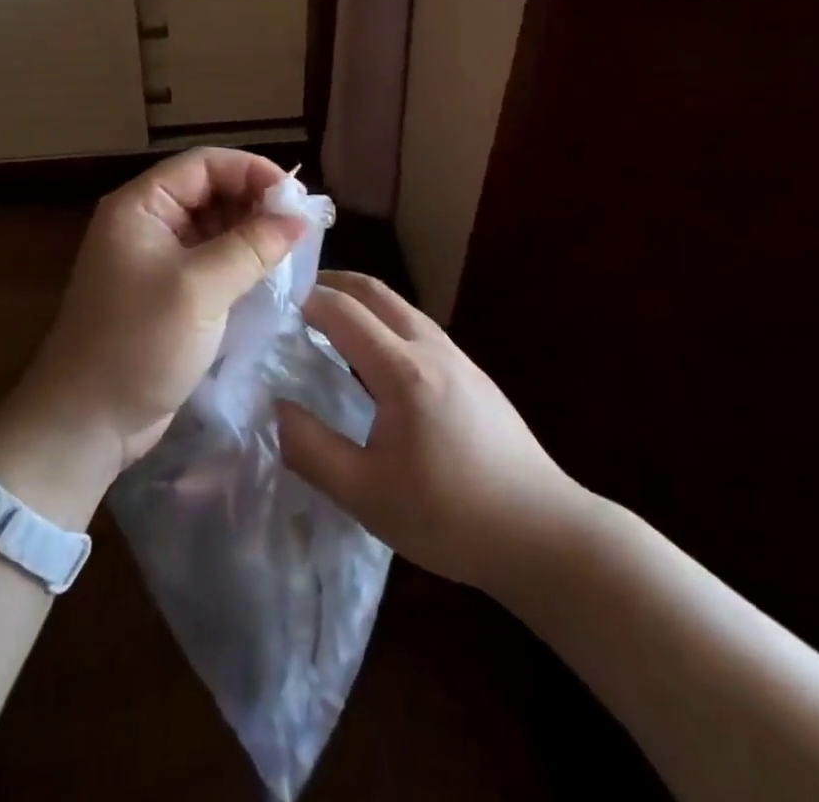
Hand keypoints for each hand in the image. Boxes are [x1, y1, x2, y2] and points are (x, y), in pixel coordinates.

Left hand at [0, 149, 306, 510]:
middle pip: (209, 190)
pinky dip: (241, 259)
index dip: (250, 170)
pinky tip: (271, 270)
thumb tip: (298, 217)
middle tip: (300, 222)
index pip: (203, 164)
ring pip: (214, 225)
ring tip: (293, 244)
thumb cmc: (138, 344)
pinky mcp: (169, 291)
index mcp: (141, 206)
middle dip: (254, 200)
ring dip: (251, 230)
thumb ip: (251, 247)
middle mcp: (147, 222)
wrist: (87, 422)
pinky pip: (212, 259)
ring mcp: (157, 258)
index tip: (295, 194)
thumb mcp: (199, 290)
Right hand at [277, 272, 592, 590]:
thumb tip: (276, 407)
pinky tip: (375, 357)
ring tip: (328, 321)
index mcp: (403, 370)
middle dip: (332, 283)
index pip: (343, 310)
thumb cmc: (451, 517)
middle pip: (375, 291)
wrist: (545, 534)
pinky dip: (384, 320)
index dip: (305, 300)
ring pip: (400, 306)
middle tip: (296, 297)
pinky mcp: (473, 374)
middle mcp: (431, 348)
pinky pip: (418, 327)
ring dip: (360, 300)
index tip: (272, 304)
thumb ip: (312, 449)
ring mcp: (458, 357)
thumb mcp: (366, 495)